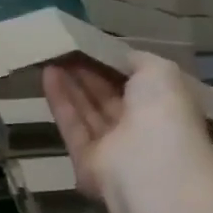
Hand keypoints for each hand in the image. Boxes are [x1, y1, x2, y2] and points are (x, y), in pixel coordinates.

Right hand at [41, 53, 212, 204]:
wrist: (152, 168)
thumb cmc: (163, 112)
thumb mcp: (160, 71)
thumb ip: (138, 61)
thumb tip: (120, 56)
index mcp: (164, 108)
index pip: (136, 84)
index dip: (114, 64)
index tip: (93, 44)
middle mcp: (140, 130)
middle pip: (109, 97)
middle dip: (89, 73)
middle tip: (66, 47)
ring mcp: (113, 149)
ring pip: (89, 111)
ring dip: (72, 83)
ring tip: (52, 55)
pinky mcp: (86, 162)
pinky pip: (72, 127)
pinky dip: (60, 101)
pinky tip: (48, 74)